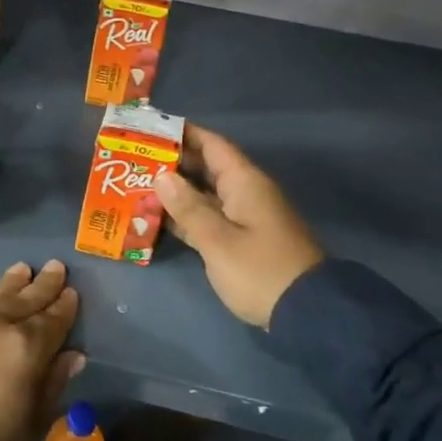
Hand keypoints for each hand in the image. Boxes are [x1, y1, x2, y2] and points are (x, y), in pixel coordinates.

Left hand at [0, 260, 84, 440]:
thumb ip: (53, 381)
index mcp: (27, 345)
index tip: (71, 292)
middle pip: (25, 298)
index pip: (54, 318)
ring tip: (22, 270)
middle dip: (44, 284)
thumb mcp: (34, 420)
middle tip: (55, 267)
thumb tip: (73, 355)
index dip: (65, 306)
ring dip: (11, 282)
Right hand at [154, 124, 324, 328]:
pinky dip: (187, 215)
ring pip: (205, 193)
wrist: (307, 313)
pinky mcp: (243, 240)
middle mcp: (246, 192)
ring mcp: (246, 217)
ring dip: (176, 191)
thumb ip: (188, 207)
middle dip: (172, 162)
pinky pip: (210, 217)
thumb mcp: (217, 240)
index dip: (183, 133)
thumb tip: (162, 176)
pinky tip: (159, 218)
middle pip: (206, 167)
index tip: (150, 128)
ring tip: (137, 186)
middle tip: (134, 159)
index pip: (212, 144)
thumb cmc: (260, 270)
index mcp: (244, 182)